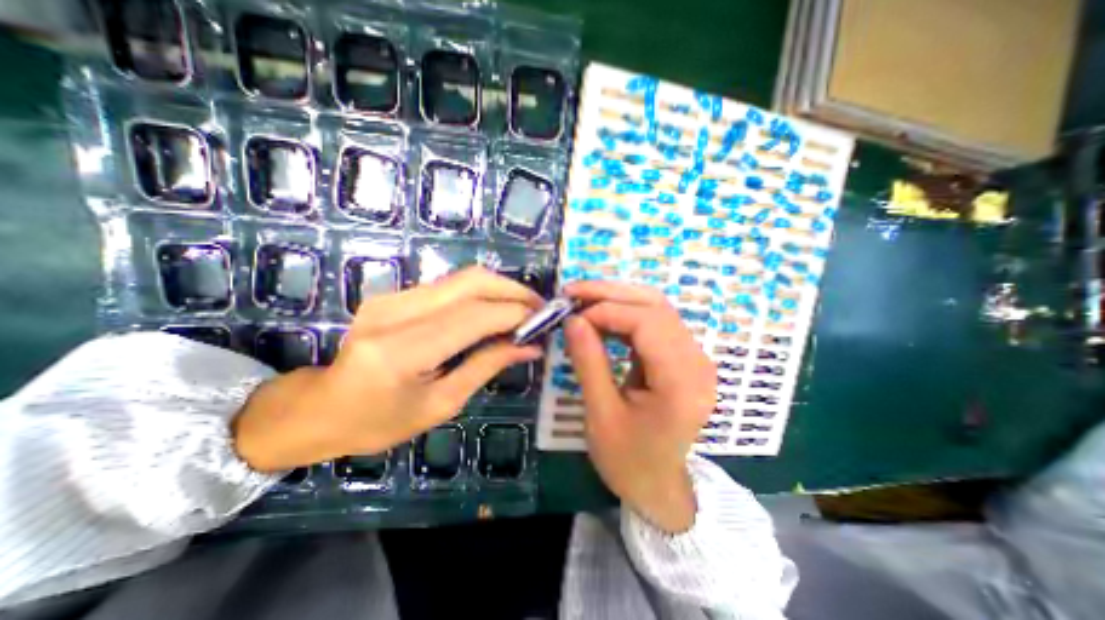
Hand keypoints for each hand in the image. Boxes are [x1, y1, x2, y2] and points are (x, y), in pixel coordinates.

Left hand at [234, 264, 542, 471]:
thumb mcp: (440, 404)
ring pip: (462, 277)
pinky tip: (493, 310)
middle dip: (513, 290)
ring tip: (522, 310)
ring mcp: (391, 297)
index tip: (544, 321)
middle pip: (470, 282)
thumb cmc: (377, 422)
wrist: (318, 407)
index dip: (515, 314)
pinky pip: (449, 285)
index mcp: (401, 351)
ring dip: (500, 289)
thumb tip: (529, 347)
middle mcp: (394, 312)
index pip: (475, 316)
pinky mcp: (393, 294)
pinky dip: (480, 293)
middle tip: (539, 307)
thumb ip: (486, 367)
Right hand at [564, 281, 712, 531]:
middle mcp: (696, 362)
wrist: (657, 485)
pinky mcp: (682, 357)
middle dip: (611, 294)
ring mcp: (693, 357)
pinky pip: (654, 323)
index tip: (572, 314)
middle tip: (573, 292)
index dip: (607, 310)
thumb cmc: (628, 460)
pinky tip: (600, 318)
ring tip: (582, 301)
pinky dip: (625, 314)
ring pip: (656, 308)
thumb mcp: (601, 414)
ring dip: (617, 299)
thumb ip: (589, 362)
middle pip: (656, 306)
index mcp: (681, 383)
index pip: (648, 323)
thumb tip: (572, 319)